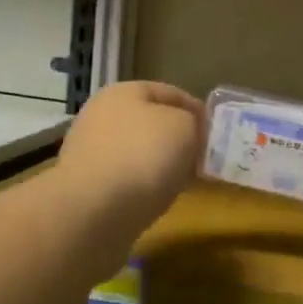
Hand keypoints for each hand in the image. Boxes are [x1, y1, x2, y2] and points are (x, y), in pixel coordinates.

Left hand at [59, 81, 206, 230]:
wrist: (94, 212)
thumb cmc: (144, 156)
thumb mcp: (184, 127)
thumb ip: (193, 123)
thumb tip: (188, 132)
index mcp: (123, 92)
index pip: (170, 92)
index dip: (198, 110)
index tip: (217, 133)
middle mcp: (101, 115)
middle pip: (151, 123)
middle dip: (178, 140)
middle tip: (203, 159)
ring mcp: (89, 151)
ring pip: (138, 152)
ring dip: (161, 165)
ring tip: (184, 182)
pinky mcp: (85, 185)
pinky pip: (125, 179)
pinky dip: (143, 187)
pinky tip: (158, 199)